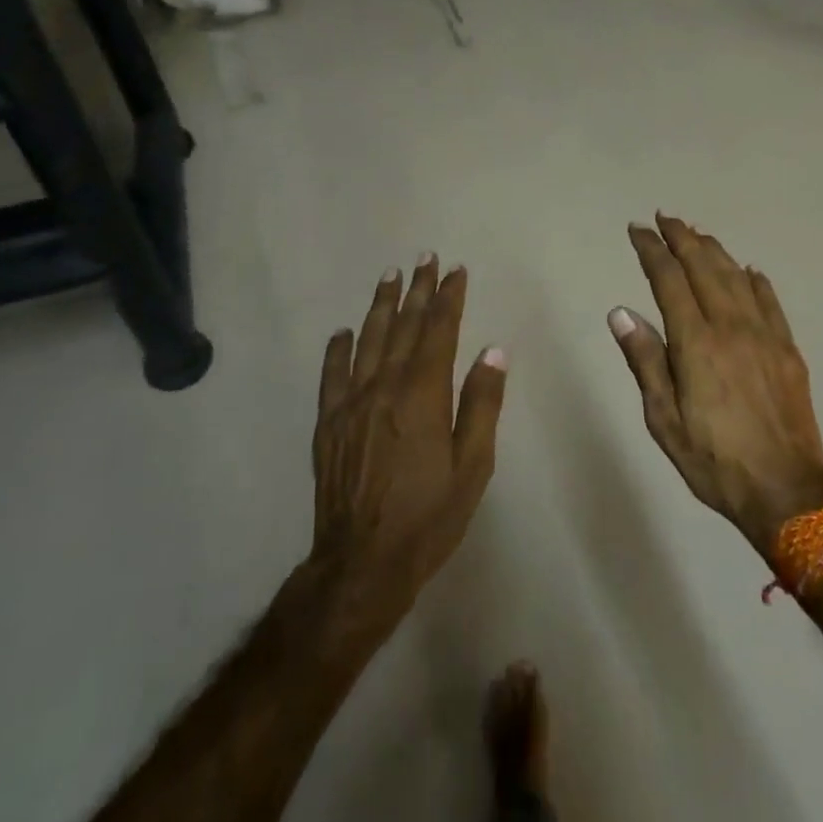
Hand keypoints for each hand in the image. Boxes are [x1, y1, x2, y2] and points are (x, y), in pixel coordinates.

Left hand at [310, 255, 507, 625]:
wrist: (362, 563)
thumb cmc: (428, 516)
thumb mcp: (472, 467)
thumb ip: (481, 405)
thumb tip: (493, 351)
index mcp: (423, 395)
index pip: (438, 331)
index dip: (448, 298)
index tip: (455, 270)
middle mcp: (385, 387)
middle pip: (403, 327)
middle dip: (417, 290)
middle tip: (424, 258)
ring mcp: (352, 403)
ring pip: (368, 341)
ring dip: (380, 305)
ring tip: (389, 276)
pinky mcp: (329, 423)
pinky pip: (332, 375)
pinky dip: (338, 349)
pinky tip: (343, 332)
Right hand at [610, 215, 822, 554]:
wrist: (786, 491)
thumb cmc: (713, 460)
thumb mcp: (663, 419)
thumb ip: (644, 360)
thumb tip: (621, 312)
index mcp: (696, 342)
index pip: (668, 279)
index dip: (651, 250)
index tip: (637, 230)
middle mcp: (731, 326)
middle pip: (704, 267)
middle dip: (682, 238)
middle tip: (664, 218)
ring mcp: (765, 335)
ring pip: (736, 277)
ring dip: (714, 250)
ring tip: (697, 234)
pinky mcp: (788, 349)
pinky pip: (770, 301)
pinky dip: (755, 280)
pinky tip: (748, 270)